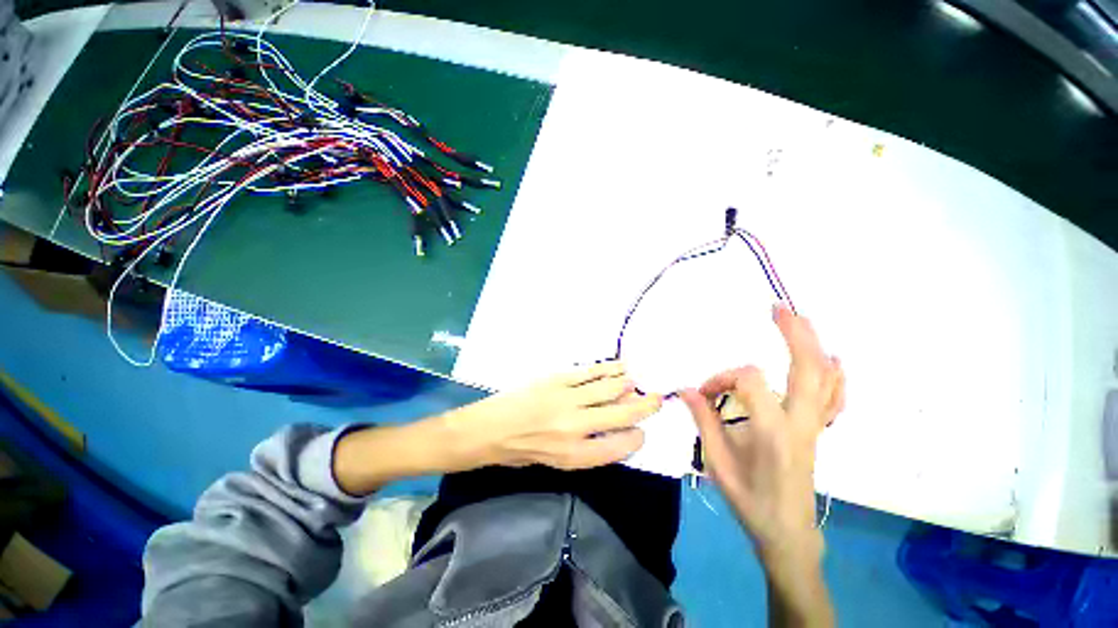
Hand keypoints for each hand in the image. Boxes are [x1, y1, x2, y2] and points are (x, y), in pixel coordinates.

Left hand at [448, 361, 661, 469]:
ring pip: (609, 388)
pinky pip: (590, 371)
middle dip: (645, 406)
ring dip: (629, 384)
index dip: (637, 437)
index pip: (620, 447)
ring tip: (639, 381)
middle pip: (621, 414)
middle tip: (658, 399)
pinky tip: (619, 367)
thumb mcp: (556, 463)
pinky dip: (608, 368)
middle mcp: (576, 427)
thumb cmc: (521, 451)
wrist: (490, 428)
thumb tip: (614, 432)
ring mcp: (567, 398)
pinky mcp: (557, 378)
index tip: (642, 431)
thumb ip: (588, 450)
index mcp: (575, 455)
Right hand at [681, 303, 844, 556]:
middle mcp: (800, 422)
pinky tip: (834, 360)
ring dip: (813, 345)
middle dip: (795, 334)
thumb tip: (686, 389)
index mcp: (772, 430)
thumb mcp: (718, 461)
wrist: (787, 532)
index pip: (748, 380)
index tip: (703, 393)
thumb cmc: (750, 499)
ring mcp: (815, 426)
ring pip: (824, 379)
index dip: (721, 378)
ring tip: (801, 321)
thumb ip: (703, 419)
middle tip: (779, 309)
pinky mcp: (818, 432)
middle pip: (806, 368)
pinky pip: (834, 399)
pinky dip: (835, 376)